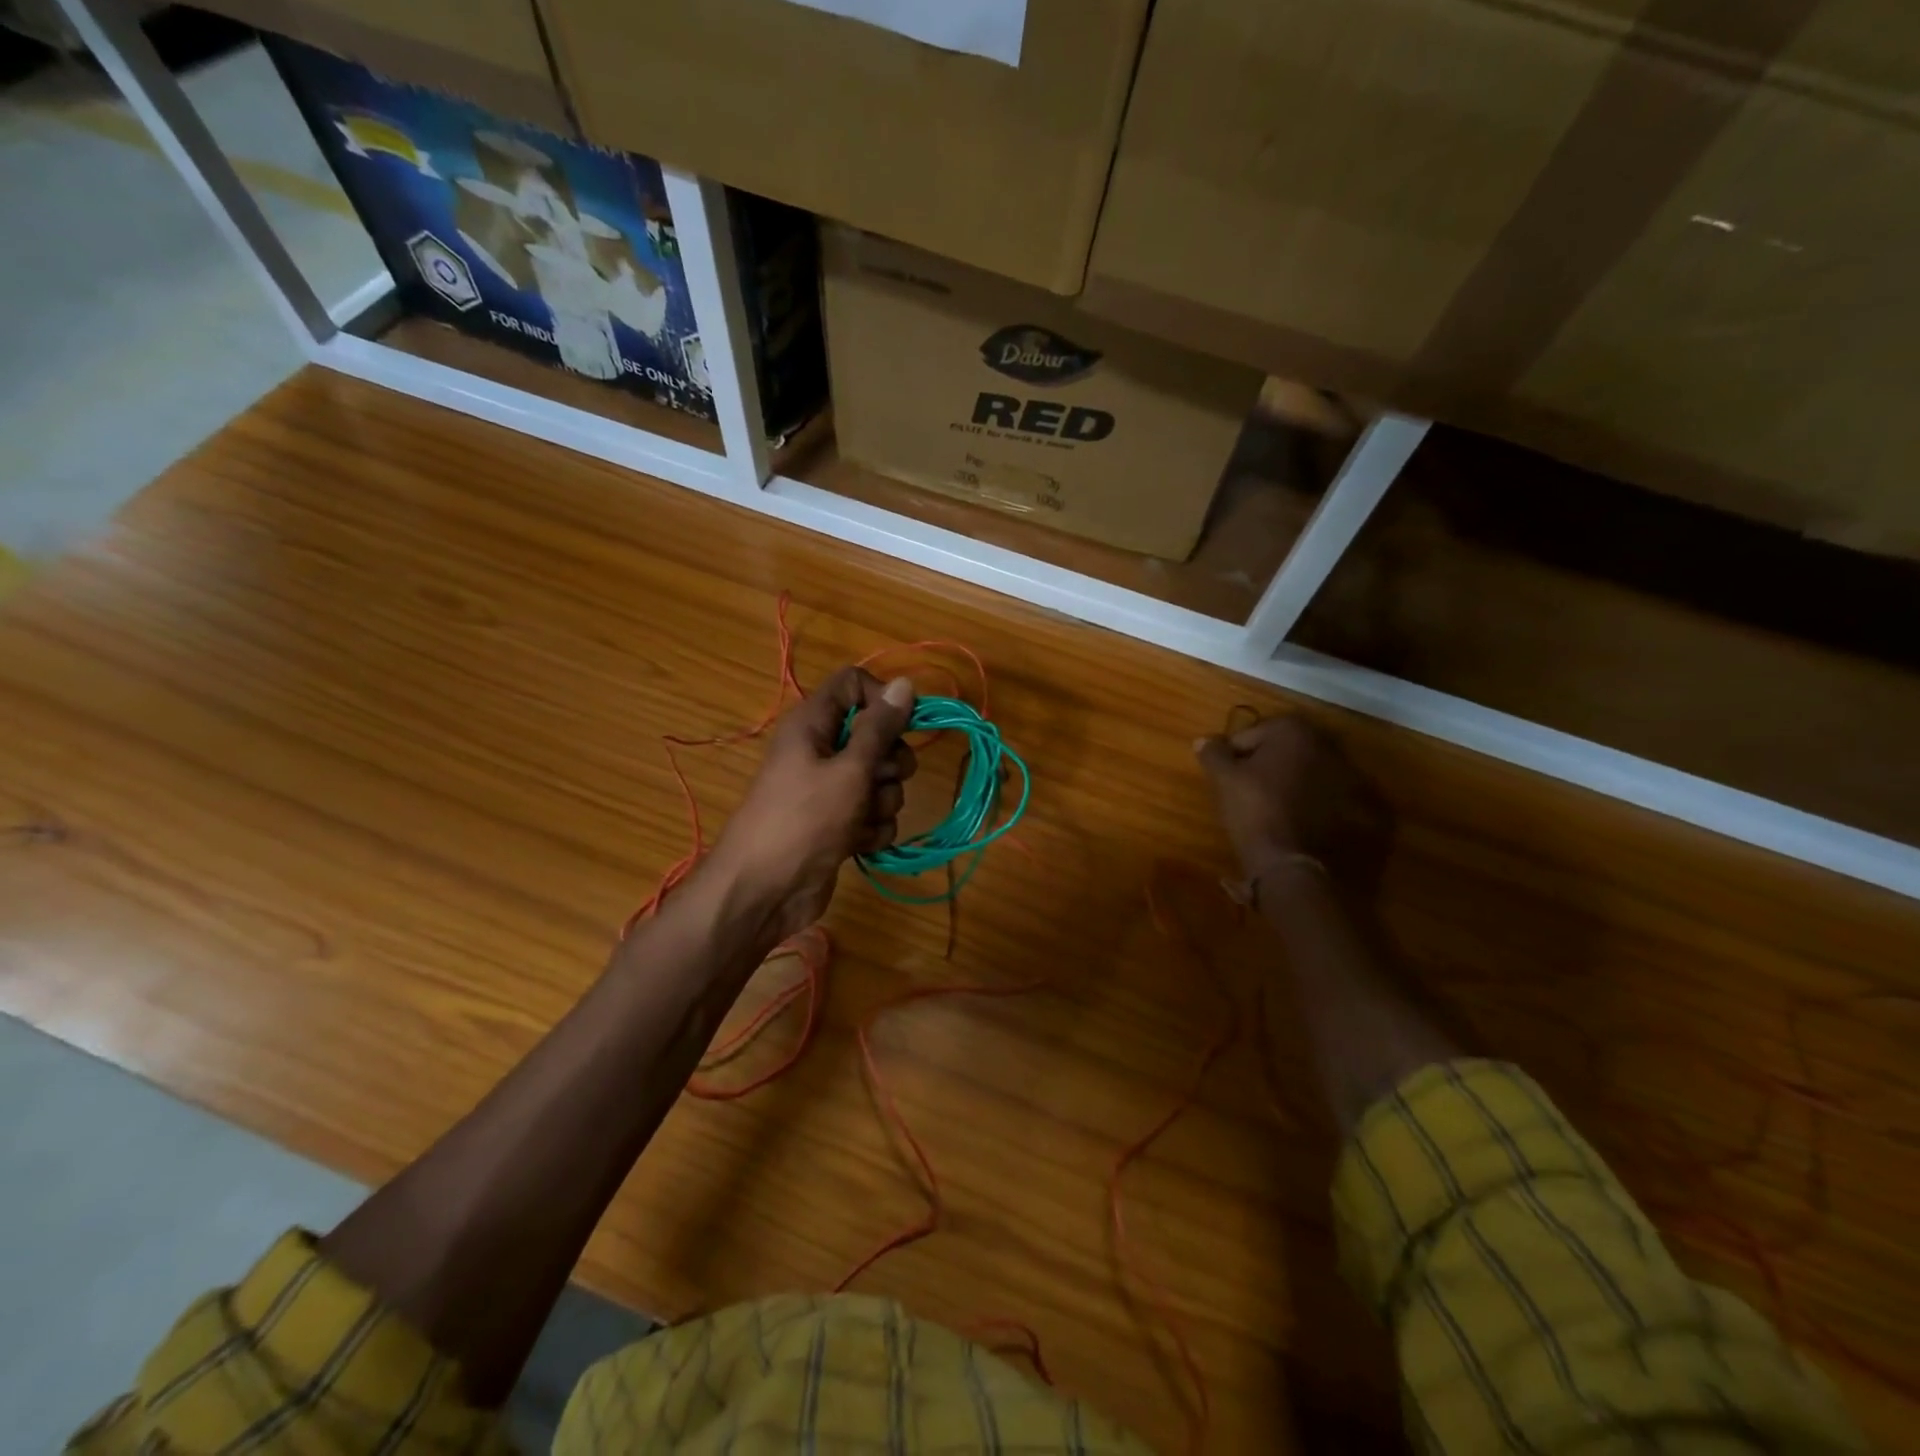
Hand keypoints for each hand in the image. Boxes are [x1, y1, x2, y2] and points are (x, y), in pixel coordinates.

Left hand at [709, 667, 917, 940]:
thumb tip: (905, 683)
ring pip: (882, 780)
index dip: (882, 700)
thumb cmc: (804, 820)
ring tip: (859, 820)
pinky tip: (858, 844)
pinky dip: (873, 829)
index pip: (855, 685)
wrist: (765, 892)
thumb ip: (880, 728)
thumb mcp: (849, 769)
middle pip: (878, 736)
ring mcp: (831, 789)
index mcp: (814, 723)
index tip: (899, 726)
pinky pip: (874, 814)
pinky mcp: (839, 824)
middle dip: (890, 763)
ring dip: (882, 802)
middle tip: (877, 780)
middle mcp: (822, 750)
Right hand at [1194, 715, 1392, 895]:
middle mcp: (1324, 742)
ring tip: (1264, 806)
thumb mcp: (1224, 778)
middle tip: (1241, 789)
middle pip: (1279, 749)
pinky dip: (1303, 799)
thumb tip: (1203, 741)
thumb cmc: (1254, 807)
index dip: (1231, 755)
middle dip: (1261, 764)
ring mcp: (1344, 772)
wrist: (1291, 859)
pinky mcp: (1353, 801)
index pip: (1249, 735)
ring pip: (1300, 770)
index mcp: (1292, 729)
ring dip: (1283, 781)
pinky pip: (1317, 792)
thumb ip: (1213, 753)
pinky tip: (1287, 817)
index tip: (1223, 777)